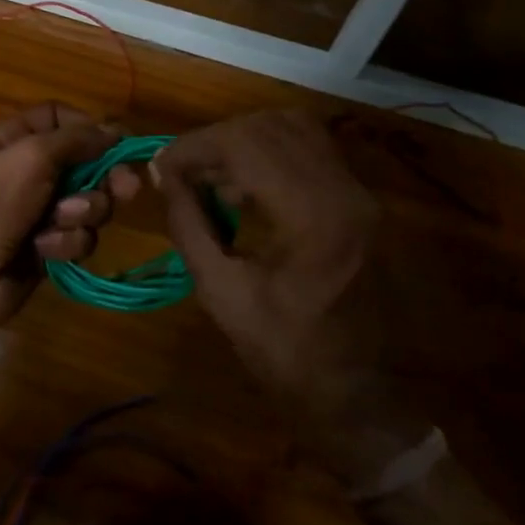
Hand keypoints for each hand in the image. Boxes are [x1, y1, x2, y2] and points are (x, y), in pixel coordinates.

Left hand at [0, 103, 139, 343]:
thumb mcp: (29, 157)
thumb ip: (75, 139)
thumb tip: (114, 130)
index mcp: (12, 140)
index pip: (58, 119)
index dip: (89, 127)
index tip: (120, 141)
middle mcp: (26, 173)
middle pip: (84, 163)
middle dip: (105, 176)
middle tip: (126, 188)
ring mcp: (37, 213)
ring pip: (87, 204)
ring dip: (80, 213)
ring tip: (58, 222)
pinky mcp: (47, 250)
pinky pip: (77, 239)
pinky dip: (65, 243)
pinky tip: (44, 251)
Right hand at [156, 110, 428, 485]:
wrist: (364, 399)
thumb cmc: (287, 356)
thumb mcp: (222, 294)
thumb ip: (189, 226)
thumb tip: (162, 177)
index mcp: (314, 218)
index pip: (244, 144)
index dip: (193, 147)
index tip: (160, 167)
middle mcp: (346, 191)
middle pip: (270, 125)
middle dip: (215, 140)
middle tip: (182, 171)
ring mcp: (362, 194)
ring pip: (295, 129)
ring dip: (243, 141)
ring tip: (211, 178)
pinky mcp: (364, 201)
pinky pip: (311, 151)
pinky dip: (270, 153)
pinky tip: (245, 188)